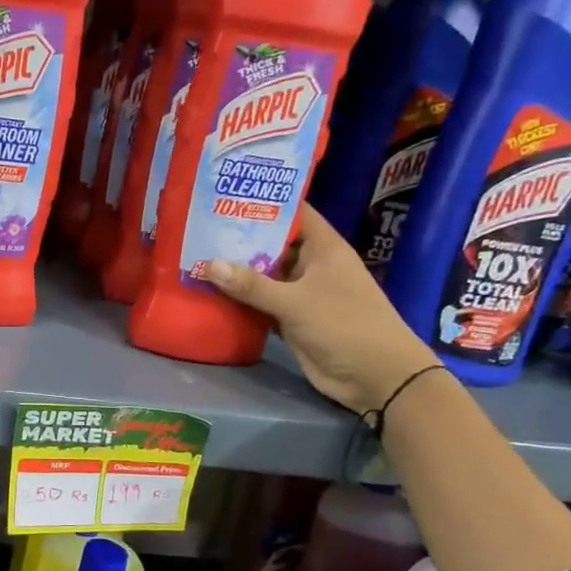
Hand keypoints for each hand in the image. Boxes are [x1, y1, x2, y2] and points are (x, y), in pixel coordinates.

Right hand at [204, 207, 437, 414]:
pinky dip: (240, 300)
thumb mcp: (296, 302)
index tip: (227, 193)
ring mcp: (301, 293)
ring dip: (235, 271)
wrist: (376, 377)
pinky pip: (260, 303)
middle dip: (239, 238)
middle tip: (198, 227)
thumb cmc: (345, 325)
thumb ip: (252, 285)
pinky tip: (208, 292)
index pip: (292, 213)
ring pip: (263, 275)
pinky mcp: (291, 319)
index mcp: (322, 248)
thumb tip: (208, 264)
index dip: (264, 201)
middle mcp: (311, 265)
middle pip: (271, 244)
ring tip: (195, 256)